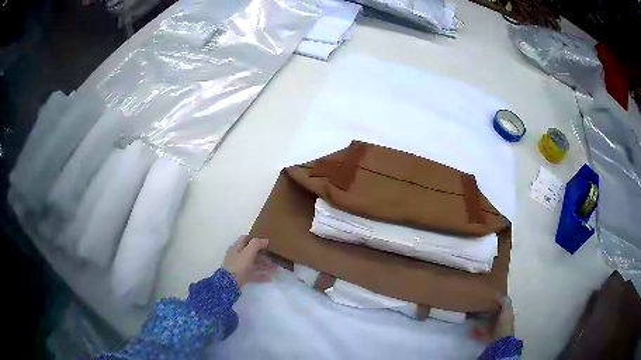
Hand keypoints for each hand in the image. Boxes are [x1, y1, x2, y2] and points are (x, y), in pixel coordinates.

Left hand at [223, 236, 276, 287]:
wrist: (229, 284)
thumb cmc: (238, 265)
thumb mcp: (248, 252)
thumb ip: (256, 244)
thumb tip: (265, 240)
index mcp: (236, 248)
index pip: (245, 239)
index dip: (255, 239)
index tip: (266, 242)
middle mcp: (237, 256)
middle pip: (251, 253)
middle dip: (263, 255)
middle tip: (274, 258)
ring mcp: (239, 267)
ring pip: (253, 264)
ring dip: (264, 266)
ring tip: (275, 269)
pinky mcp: (241, 277)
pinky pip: (253, 275)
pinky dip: (261, 276)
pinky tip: (269, 278)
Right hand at [471, 295, 514, 342]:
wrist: (499, 343)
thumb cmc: (504, 325)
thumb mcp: (507, 310)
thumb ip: (504, 301)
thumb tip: (497, 293)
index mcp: (506, 314)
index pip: (500, 306)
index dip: (495, 301)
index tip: (486, 296)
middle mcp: (499, 321)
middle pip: (491, 314)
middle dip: (484, 311)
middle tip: (475, 306)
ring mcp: (492, 330)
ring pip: (484, 323)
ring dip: (477, 321)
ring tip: (469, 317)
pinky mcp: (485, 337)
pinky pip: (478, 333)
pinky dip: (473, 331)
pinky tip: (469, 329)